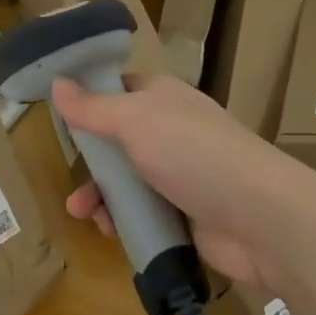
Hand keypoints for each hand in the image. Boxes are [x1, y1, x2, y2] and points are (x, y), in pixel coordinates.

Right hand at [52, 74, 305, 287]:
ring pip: (127, 182)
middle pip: (118, 142)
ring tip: (83, 213)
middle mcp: (172, 133)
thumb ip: (93, 107)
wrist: (258, 218)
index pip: (120, 90)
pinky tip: (111, 231)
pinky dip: (123, 221)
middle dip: (91, 162)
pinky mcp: (184, 215)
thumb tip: (57, 83)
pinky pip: (143, 215)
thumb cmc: (193, 154)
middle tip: (72, 178)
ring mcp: (180, 176)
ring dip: (101, 197)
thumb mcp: (135, 121)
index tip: (60, 116)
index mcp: (164, 99)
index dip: (91, 100)